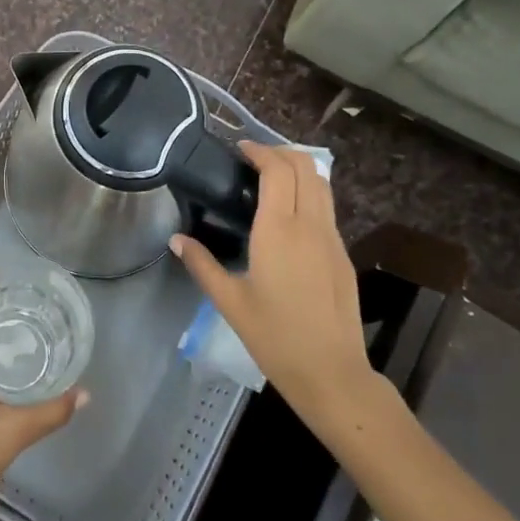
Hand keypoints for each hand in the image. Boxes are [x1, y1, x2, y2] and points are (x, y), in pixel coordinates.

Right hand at [170, 143, 375, 432]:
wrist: (331, 372)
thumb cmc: (274, 337)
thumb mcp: (230, 301)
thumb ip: (202, 265)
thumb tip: (176, 240)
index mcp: (279, 230)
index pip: (278, 170)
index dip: (260, 151)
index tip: (240, 148)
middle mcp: (310, 225)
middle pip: (305, 166)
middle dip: (281, 152)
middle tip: (254, 158)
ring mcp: (332, 238)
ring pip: (322, 184)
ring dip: (299, 169)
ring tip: (271, 177)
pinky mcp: (342, 254)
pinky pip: (327, 207)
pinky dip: (309, 192)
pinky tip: (289, 213)